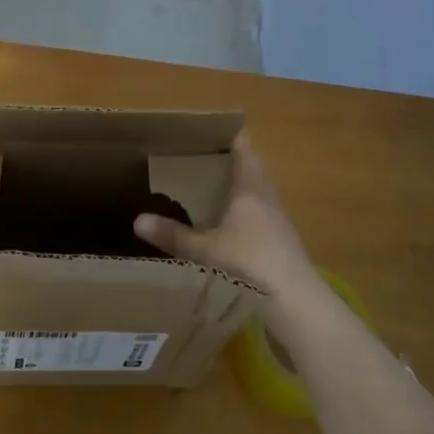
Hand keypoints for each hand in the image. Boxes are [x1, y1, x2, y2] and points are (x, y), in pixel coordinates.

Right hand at [132, 135, 326, 311]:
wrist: (296, 302)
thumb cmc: (250, 263)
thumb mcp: (206, 250)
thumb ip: (173, 236)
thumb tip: (137, 221)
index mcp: (250, 188)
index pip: (243, 148)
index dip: (228, 136)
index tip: (207, 131)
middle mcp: (267, 197)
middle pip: (250, 170)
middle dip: (227, 164)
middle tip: (197, 161)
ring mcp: (278, 221)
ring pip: (255, 194)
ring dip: (236, 190)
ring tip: (208, 192)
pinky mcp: (282, 243)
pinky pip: (259, 216)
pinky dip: (243, 214)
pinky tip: (228, 228)